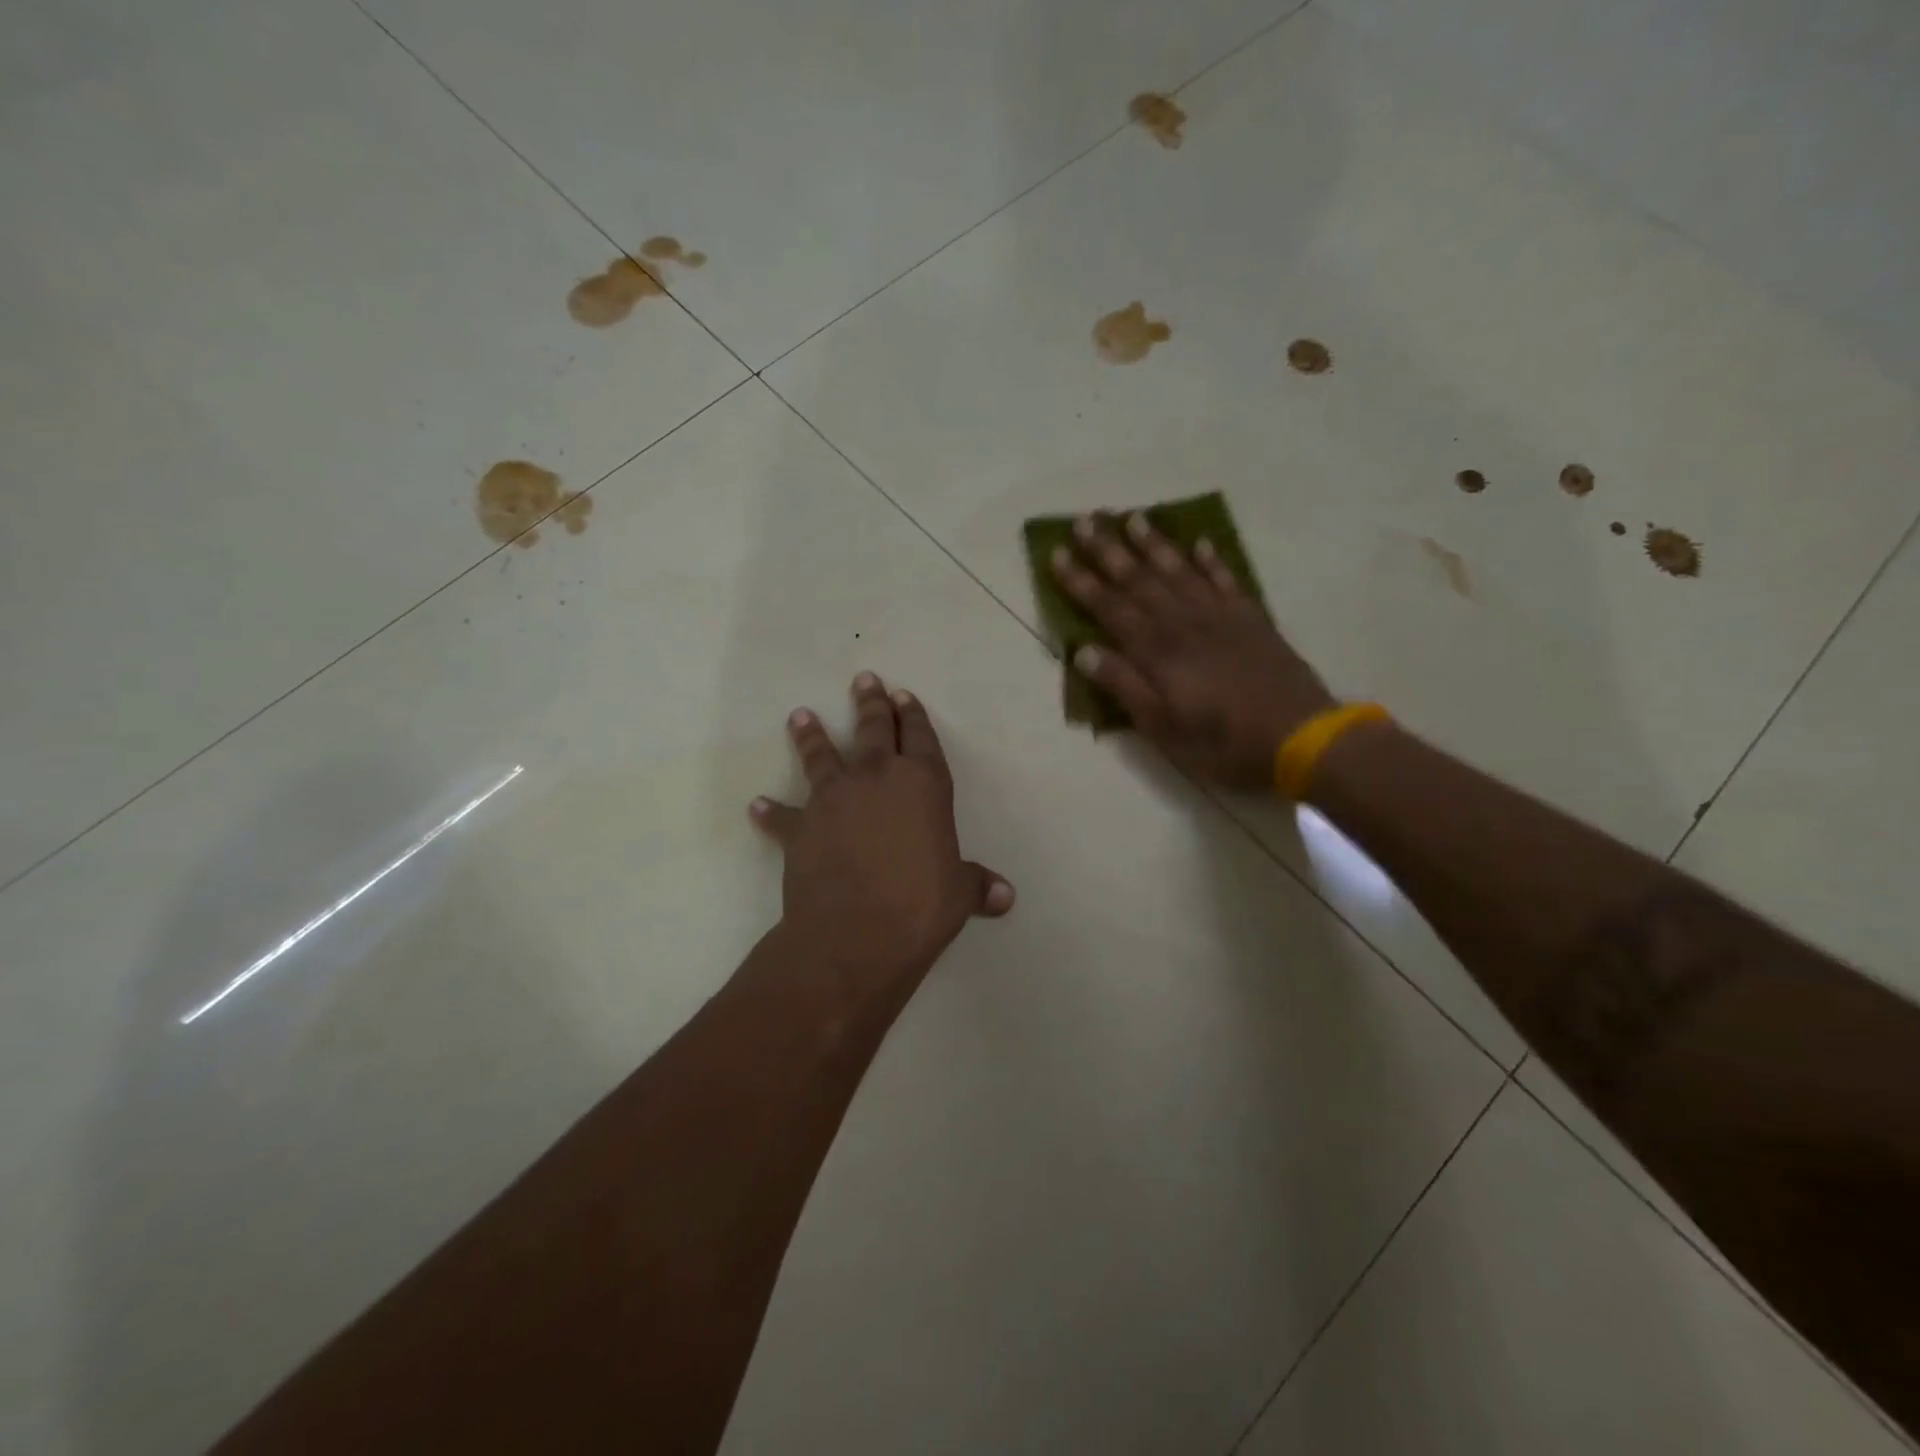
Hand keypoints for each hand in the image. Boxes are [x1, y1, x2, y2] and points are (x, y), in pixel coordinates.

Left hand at [750, 674, 1014, 982]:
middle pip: (872, 730)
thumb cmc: (919, 905)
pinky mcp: (800, 828)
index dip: (914, 716)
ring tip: (800, 715)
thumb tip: (1006, 897)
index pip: (920, 737)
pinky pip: (783, 816)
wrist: (855, 932)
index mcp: (922, 784)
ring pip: (821, 755)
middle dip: (870, 704)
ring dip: (811, 735)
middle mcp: (876, 779)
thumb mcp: (958, 894)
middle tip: (864, 680)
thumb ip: (978, 886)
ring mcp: (833, 799)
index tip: (904, 696)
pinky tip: (758, 805)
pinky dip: (771, 812)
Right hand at [1051, 512, 1335, 789]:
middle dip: (1108, 550)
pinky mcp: (1251, 619)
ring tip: (1132, 517)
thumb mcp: (1162, 727)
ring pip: (1179, 570)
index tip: (1057, 553)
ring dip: (1153, 544)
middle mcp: (1183, 622)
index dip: (1081, 581)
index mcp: (1157, 651)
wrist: (1300, 736)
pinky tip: (1200, 543)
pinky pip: (1226, 580)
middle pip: (1139, 579)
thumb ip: (1124, 686)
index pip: (1109, 607)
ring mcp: (1220, 616)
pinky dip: (1211, 560)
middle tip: (1084, 520)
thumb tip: (1083, 652)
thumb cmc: (1222, 742)